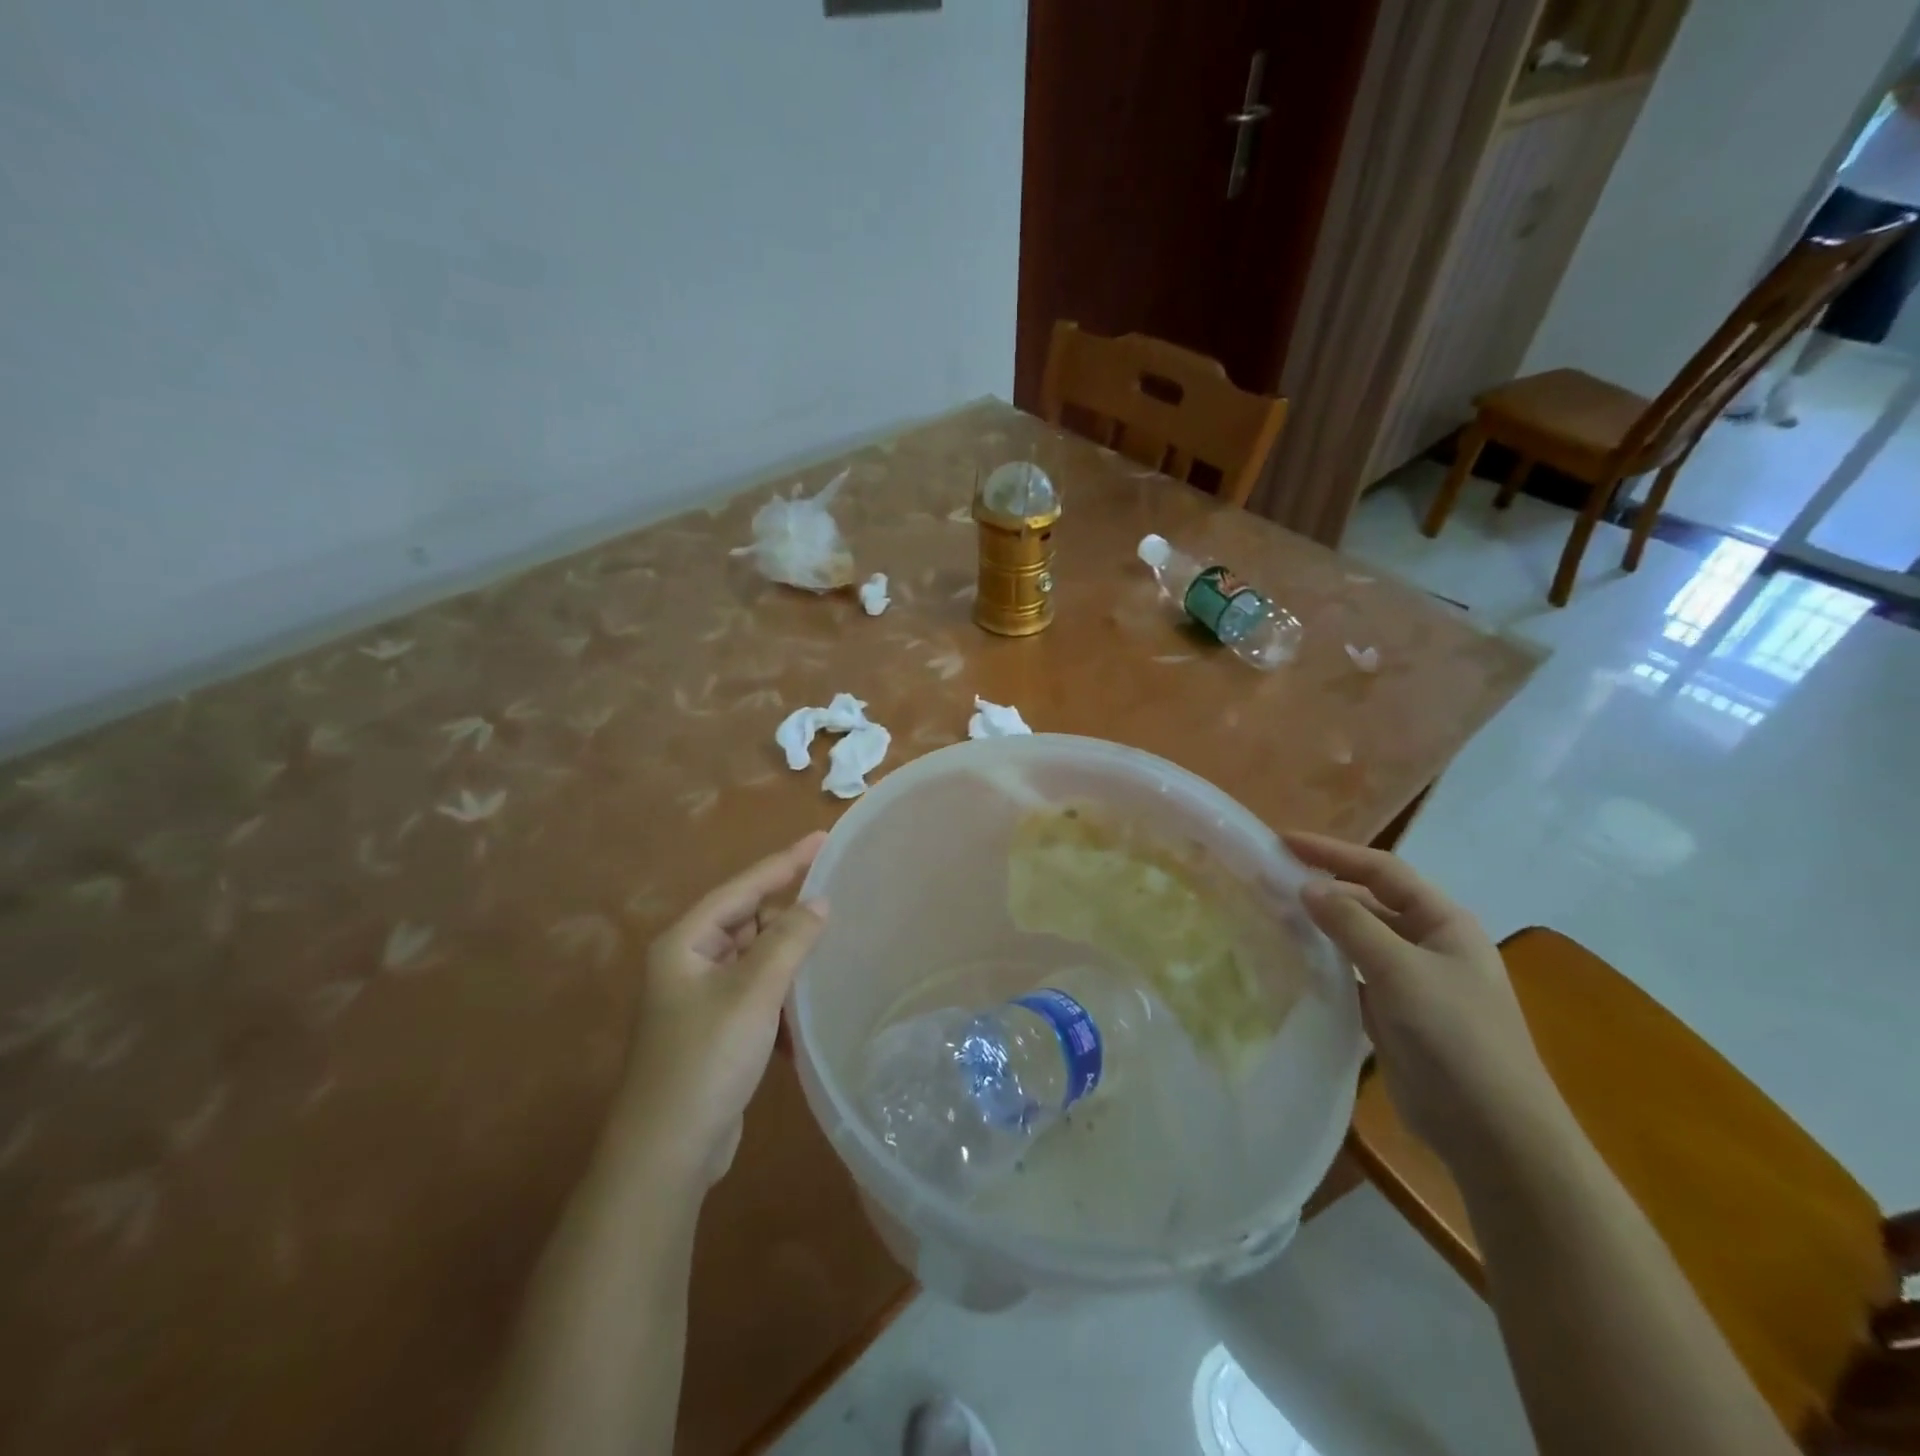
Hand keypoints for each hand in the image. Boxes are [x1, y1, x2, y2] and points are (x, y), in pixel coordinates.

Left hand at [618, 833, 828, 1186]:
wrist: (668, 1154)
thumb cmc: (706, 1059)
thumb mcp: (753, 993)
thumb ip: (789, 940)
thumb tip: (819, 901)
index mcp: (685, 943)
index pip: (742, 887)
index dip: (784, 862)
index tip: (822, 838)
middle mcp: (689, 962)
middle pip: (748, 920)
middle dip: (787, 915)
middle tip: (834, 904)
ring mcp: (701, 998)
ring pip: (755, 957)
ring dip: (788, 956)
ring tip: (830, 948)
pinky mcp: (717, 1029)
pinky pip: (757, 991)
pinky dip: (781, 992)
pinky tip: (807, 1002)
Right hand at [1285, 833, 1566, 1172]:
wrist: (1493, 1133)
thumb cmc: (1456, 1038)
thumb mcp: (1401, 971)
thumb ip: (1351, 924)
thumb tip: (1305, 886)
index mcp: (1444, 922)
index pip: (1382, 871)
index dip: (1332, 852)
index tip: (1282, 842)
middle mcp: (1428, 944)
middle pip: (1368, 901)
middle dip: (1322, 888)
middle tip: (1268, 880)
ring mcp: (1411, 981)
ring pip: (1356, 939)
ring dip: (1319, 926)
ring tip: (1270, 914)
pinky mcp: (1393, 1014)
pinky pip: (1351, 975)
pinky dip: (1322, 964)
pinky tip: (1290, 961)